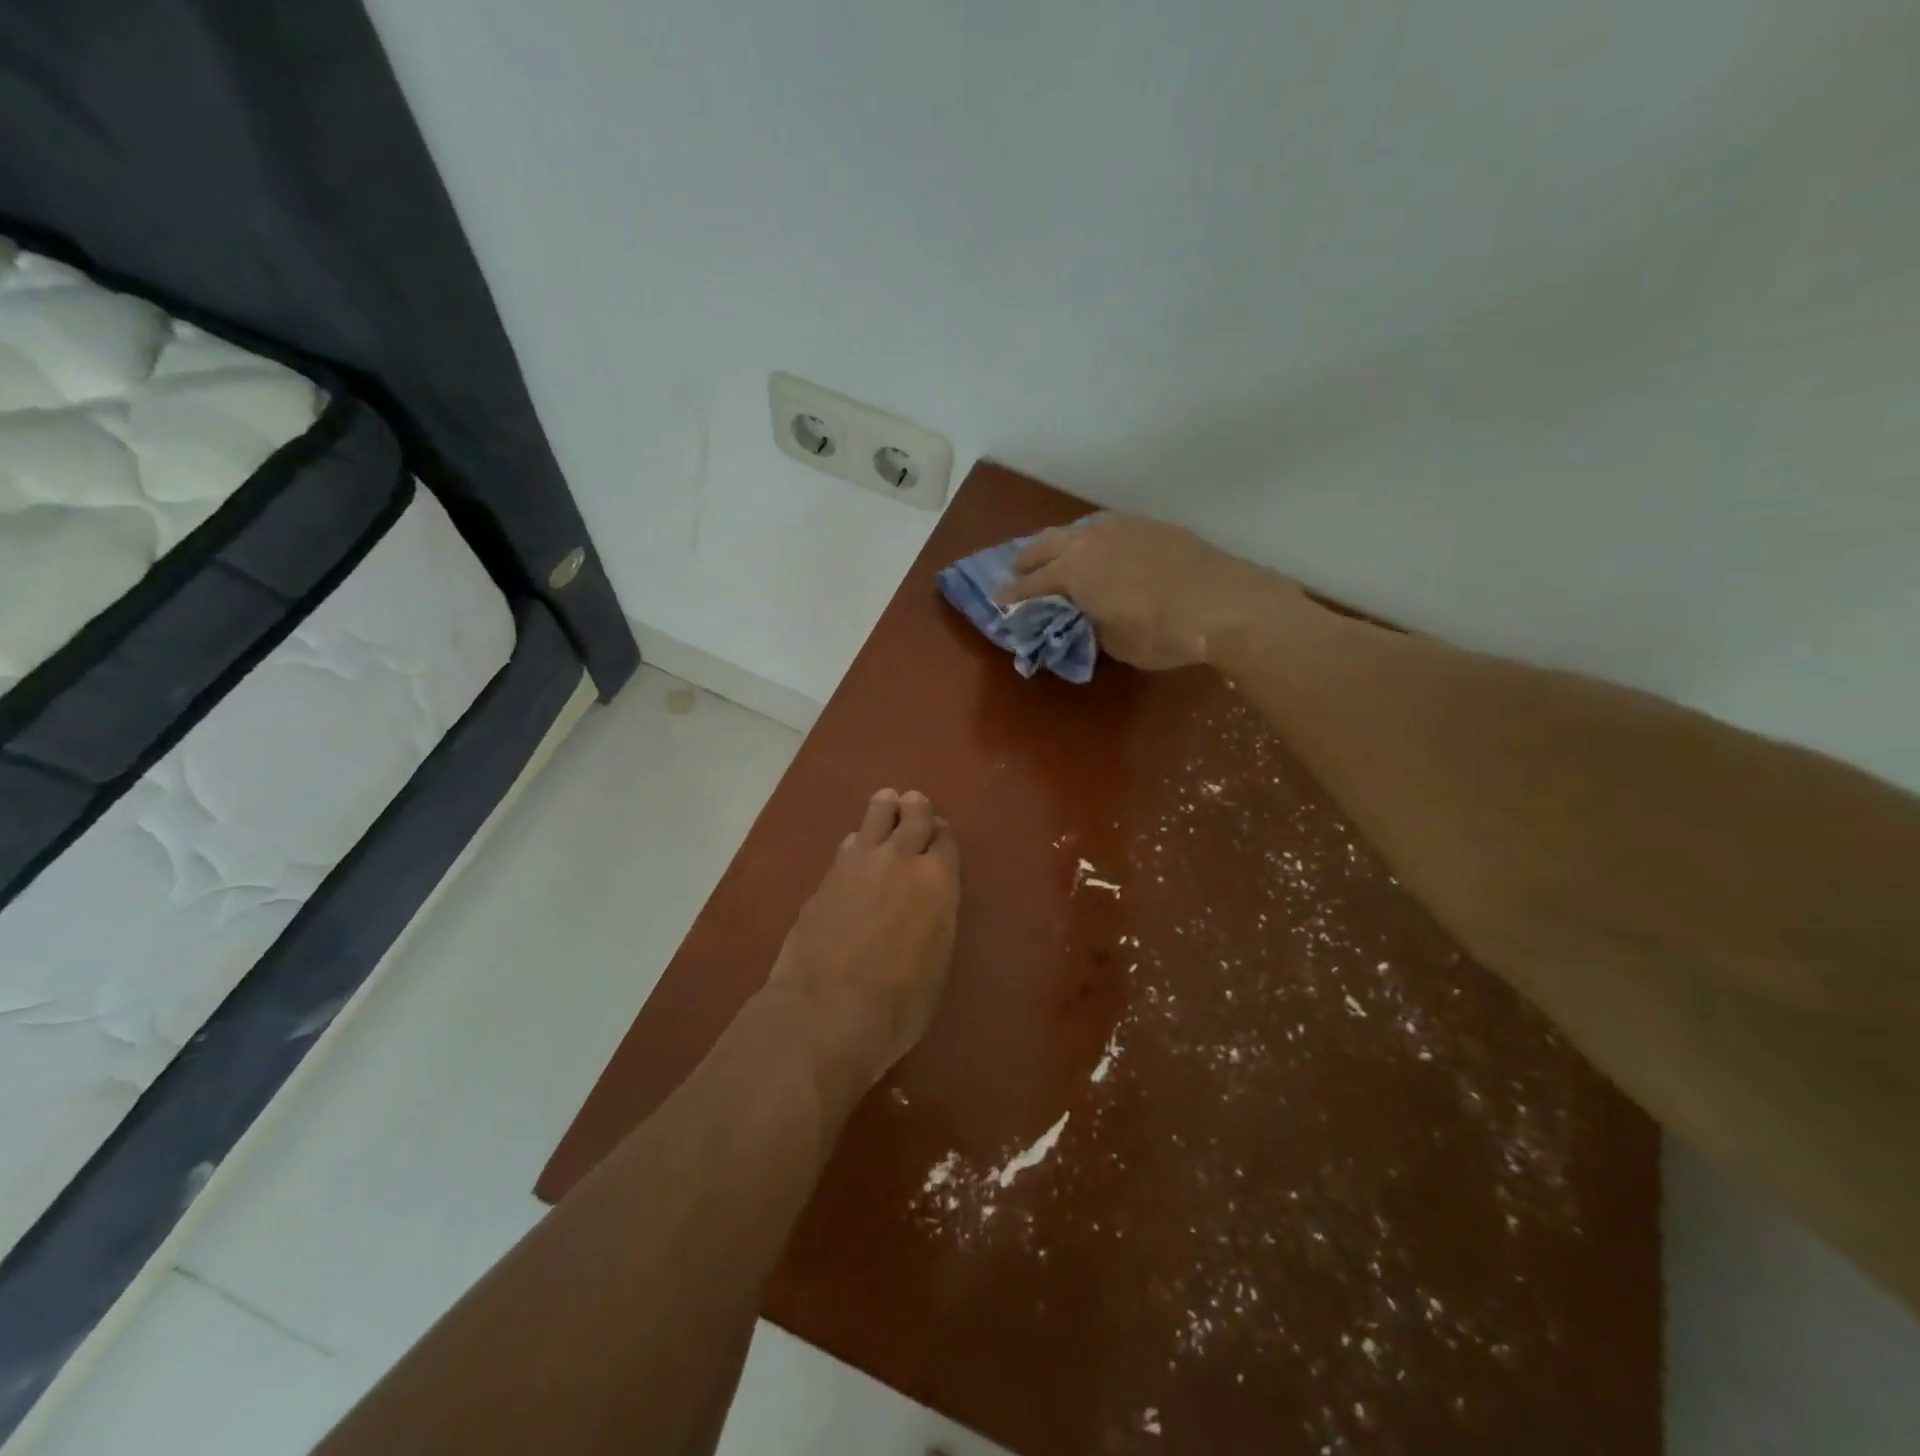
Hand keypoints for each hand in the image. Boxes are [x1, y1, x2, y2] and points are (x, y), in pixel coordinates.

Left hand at [766, 789, 960, 1086]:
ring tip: (886, 802)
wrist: (828, 1011)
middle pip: (913, 816)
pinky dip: (857, 842)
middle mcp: (902, 859)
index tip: (939, 833)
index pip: (945, 841)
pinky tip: (855, 846)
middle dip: (916, 808)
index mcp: (939, 882)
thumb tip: (925, 909)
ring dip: (884, 808)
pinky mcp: (826, 876)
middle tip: (914, 803)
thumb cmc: (899, 1004)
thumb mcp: (936, 965)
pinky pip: (848, 846)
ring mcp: (859, 863)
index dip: (942, 835)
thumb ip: (934, 922)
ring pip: (876, 816)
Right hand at [995, 513, 1299, 669]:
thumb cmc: (1160, 632)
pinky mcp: (1151, 526)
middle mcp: (1091, 540)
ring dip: (1059, 542)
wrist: (1222, 602)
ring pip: (1078, 528)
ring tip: (1055, 552)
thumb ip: (1093, 623)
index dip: (1014, 595)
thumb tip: (1091, 615)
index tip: (999, 602)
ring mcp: (1123, 527)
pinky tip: (1100, 545)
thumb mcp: (1115, 642)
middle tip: (1016, 570)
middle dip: (1027, 558)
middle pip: (1047, 544)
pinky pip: (1108, 527)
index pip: (1033, 583)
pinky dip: (1093, 537)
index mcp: (1074, 571)